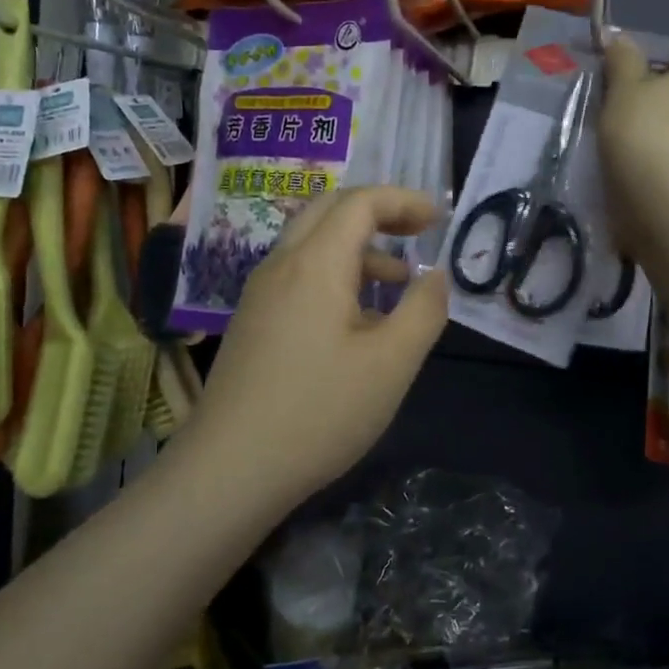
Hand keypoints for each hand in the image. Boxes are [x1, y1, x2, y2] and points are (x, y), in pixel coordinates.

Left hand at [189, 187, 447, 497]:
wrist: (230, 469)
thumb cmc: (319, 412)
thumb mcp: (392, 363)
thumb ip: (423, 310)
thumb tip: (436, 275)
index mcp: (315, 263)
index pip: (360, 203)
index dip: (403, 200)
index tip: (439, 218)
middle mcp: (281, 265)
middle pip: (329, 211)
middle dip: (378, 212)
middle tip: (418, 231)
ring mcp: (259, 294)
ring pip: (312, 245)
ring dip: (358, 248)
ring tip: (398, 283)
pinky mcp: (252, 323)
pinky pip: (298, 276)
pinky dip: (335, 275)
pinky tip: (357, 322)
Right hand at [599, 36, 668, 258]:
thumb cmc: (645, 133)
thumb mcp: (623, 90)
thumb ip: (622, 60)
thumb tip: (621, 39)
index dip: (652, 60)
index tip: (627, 84)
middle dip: (663, 93)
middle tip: (628, 113)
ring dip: (668, 123)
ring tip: (636, 143)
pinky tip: (651, 164)